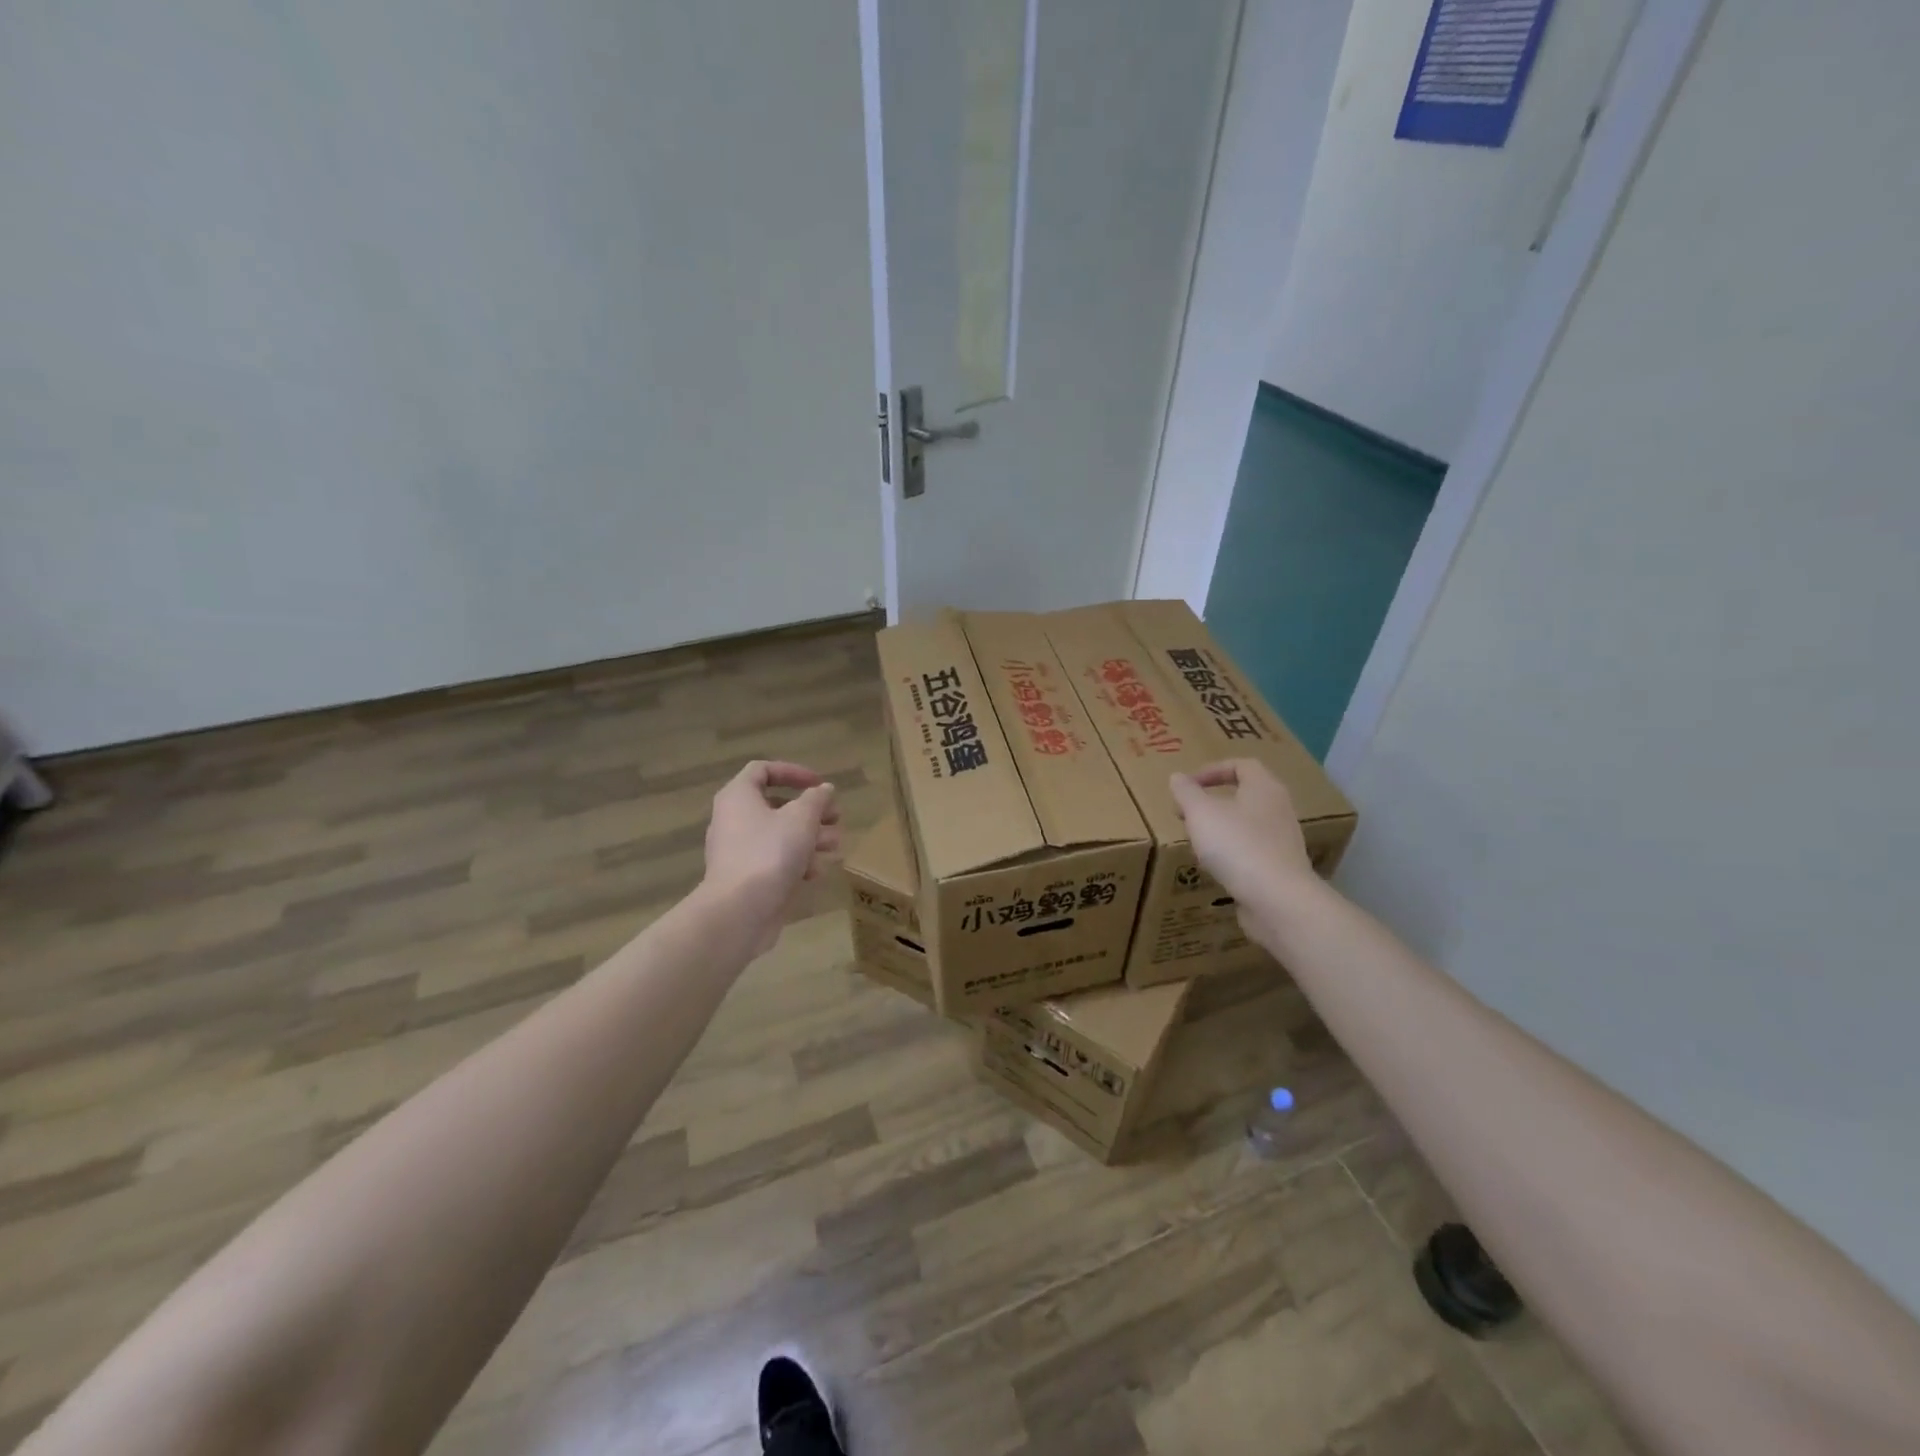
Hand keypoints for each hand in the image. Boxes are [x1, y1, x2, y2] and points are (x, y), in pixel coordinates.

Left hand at [703, 760, 840, 954]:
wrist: (740, 911)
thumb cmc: (770, 852)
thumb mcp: (801, 818)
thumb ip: (816, 799)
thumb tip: (823, 789)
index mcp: (738, 797)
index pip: (762, 770)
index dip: (793, 772)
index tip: (820, 784)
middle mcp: (734, 820)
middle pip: (777, 805)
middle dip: (811, 811)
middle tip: (837, 818)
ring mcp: (739, 851)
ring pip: (779, 835)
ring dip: (811, 837)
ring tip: (835, 846)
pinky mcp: (747, 879)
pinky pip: (775, 861)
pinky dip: (796, 862)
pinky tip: (816, 872)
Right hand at [1169, 759, 1315, 948]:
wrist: (1278, 900)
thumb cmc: (1237, 845)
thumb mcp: (1201, 813)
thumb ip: (1186, 792)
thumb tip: (1178, 777)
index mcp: (1264, 788)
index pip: (1242, 765)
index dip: (1213, 770)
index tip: (1188, 785)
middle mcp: (1279, 810)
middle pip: (1245, 795)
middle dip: (1213, 801)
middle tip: (1187, 813)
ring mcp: (1283, 841)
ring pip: (1248, 825)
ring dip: (1221, 828)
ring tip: (1197, 840)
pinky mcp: (1280, 869)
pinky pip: (1252, 851)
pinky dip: (1232, 852)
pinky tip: (1216, 866)